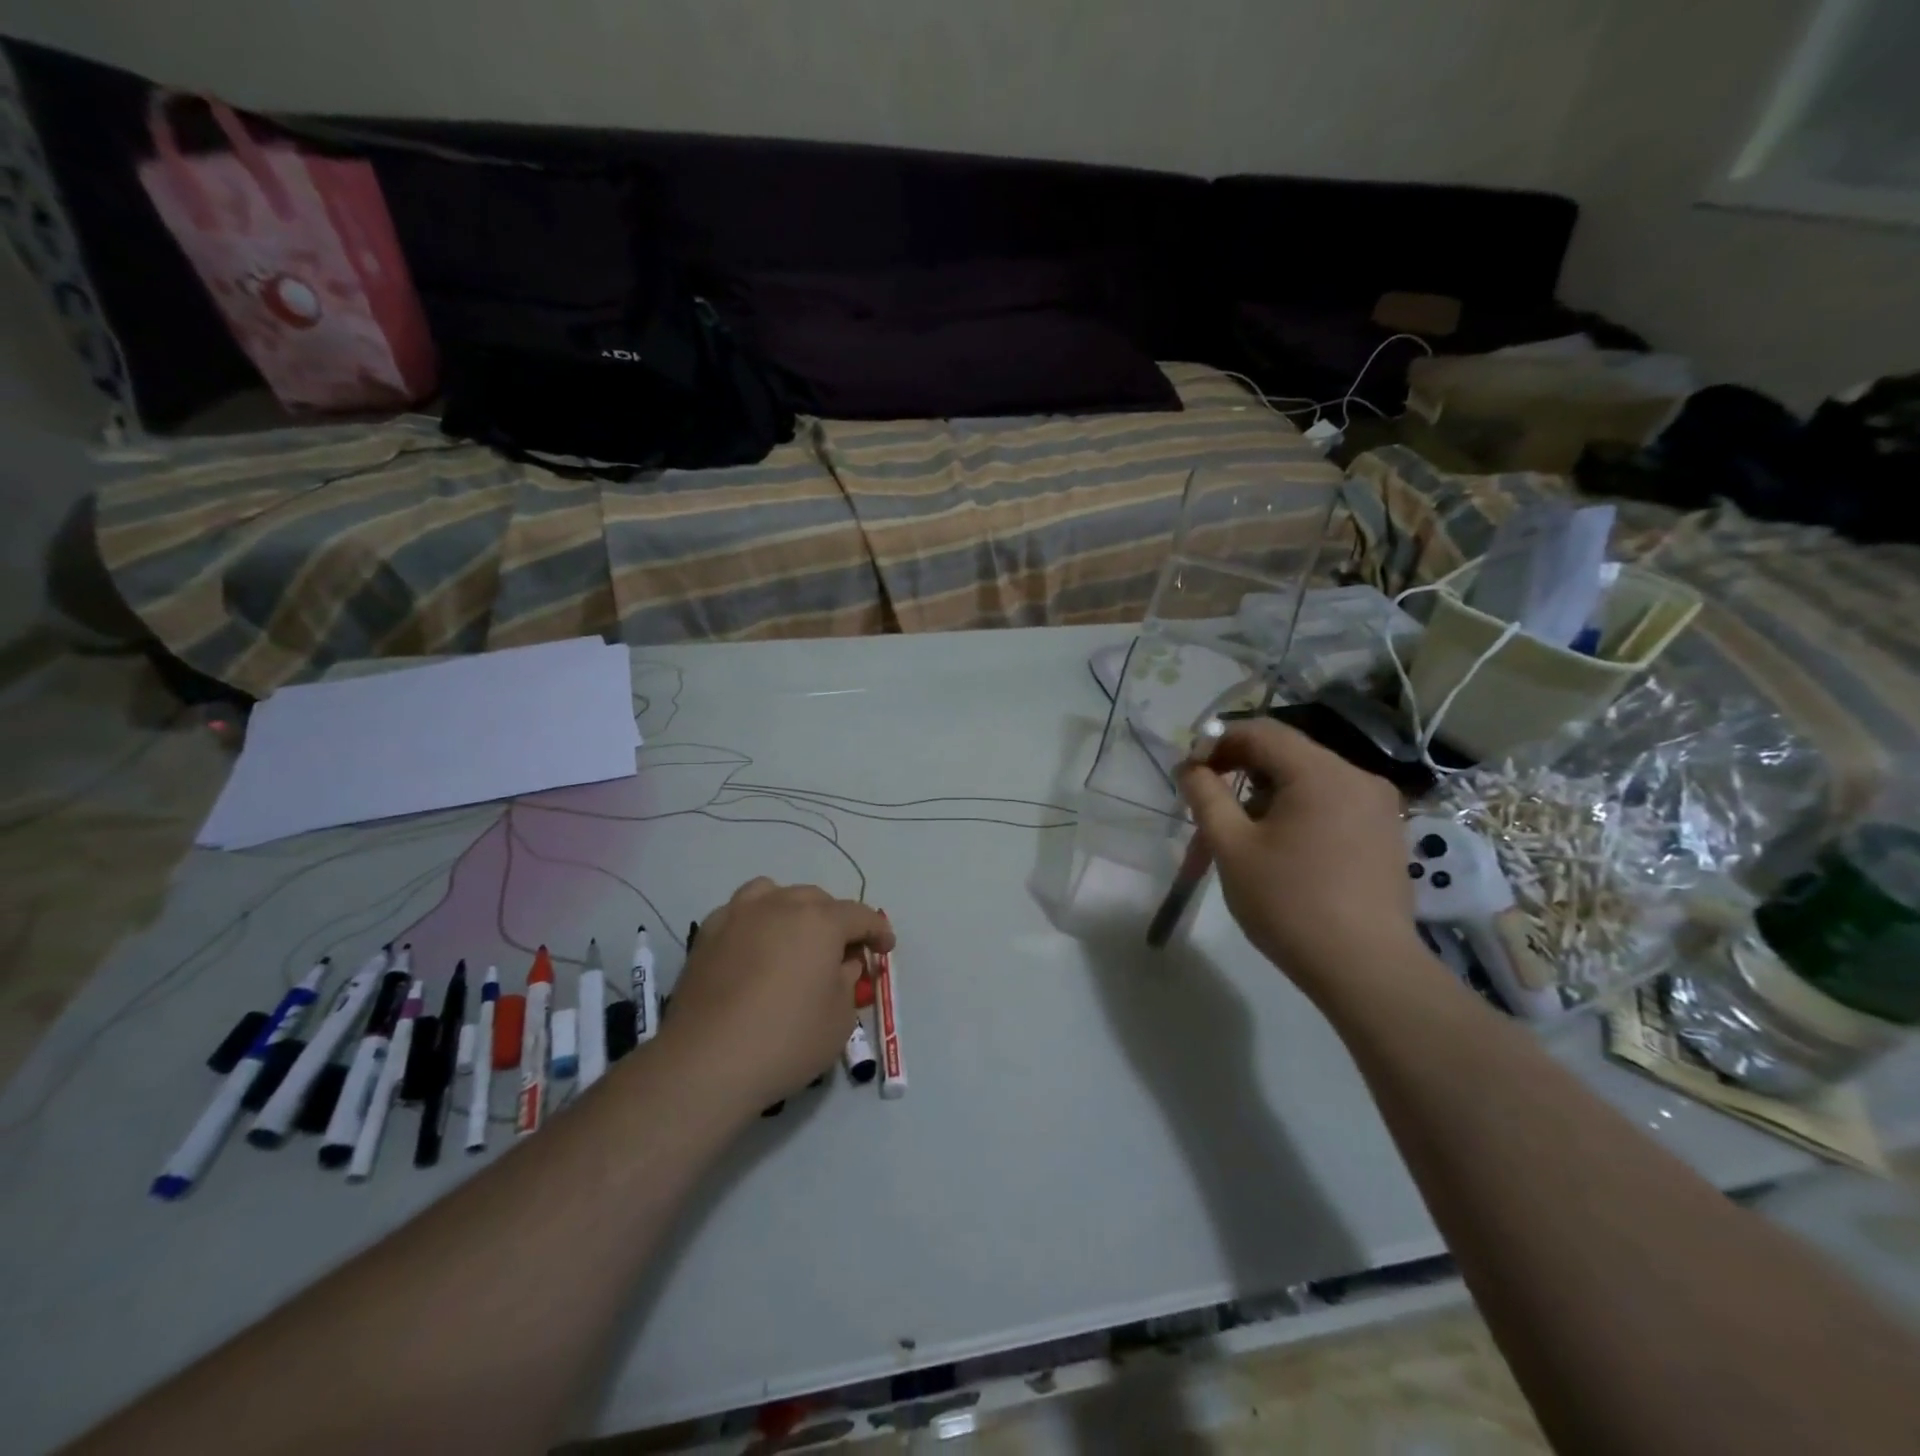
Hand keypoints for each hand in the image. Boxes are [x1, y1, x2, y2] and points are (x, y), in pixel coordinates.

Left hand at [661, 878, 893, 1112]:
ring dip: (792, 910)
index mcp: (820, 921)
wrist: (707, 1062)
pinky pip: (740, 912)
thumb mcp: (840, 1018)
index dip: (878, 931)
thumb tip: (842, 964)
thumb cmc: (786, 1040)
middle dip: (836, 921)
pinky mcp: (707, 934)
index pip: (860, 915)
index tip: (885, 949)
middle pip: (817, 900)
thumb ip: (848, 982)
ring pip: (774, 894)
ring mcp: (739, 915)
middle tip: (842, 952)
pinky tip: (755, 950)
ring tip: (794, 938)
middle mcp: (780, 905)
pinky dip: (755, 922)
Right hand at [1179, 720, 1420, 996]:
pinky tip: (1283, 847)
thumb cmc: (1289, 903)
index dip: (1217, 743)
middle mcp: (1357, 776)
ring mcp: (1378, 805)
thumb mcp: (1232, 847)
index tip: (1191, 775)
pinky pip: (1332, 802)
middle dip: (1240, 771)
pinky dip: (1298, 810)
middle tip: (1210, 805)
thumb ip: (1206, 796)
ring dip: (1267, 793)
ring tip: (1243, 834)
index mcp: (1320, 772)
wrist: (1365, 969)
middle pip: (1286, 753)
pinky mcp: (1386, 833)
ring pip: (1308, 779)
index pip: (1260, 732)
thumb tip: (1190, 767)